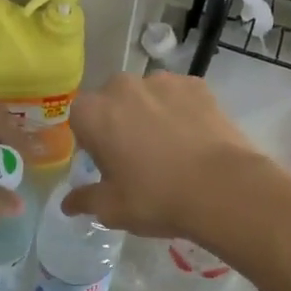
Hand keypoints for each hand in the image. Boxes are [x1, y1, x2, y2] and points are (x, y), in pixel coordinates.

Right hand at [61, 73, 269, 239]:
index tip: (107, 164)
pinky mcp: (197, 85)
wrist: (222, 188)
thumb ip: (85, 200)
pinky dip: (181, 111)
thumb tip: (68, 204)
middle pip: (113, 102)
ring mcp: (163, 81)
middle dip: (120, 123)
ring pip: (147, 96)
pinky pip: (179, 96)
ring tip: (170, 148)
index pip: (80, 119)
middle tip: (137, 158)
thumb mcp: (112, 208)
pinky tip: (193, 139)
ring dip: (150, 114)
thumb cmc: (156, 198)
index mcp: (93, 113)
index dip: (92, 142)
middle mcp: (123, 86)